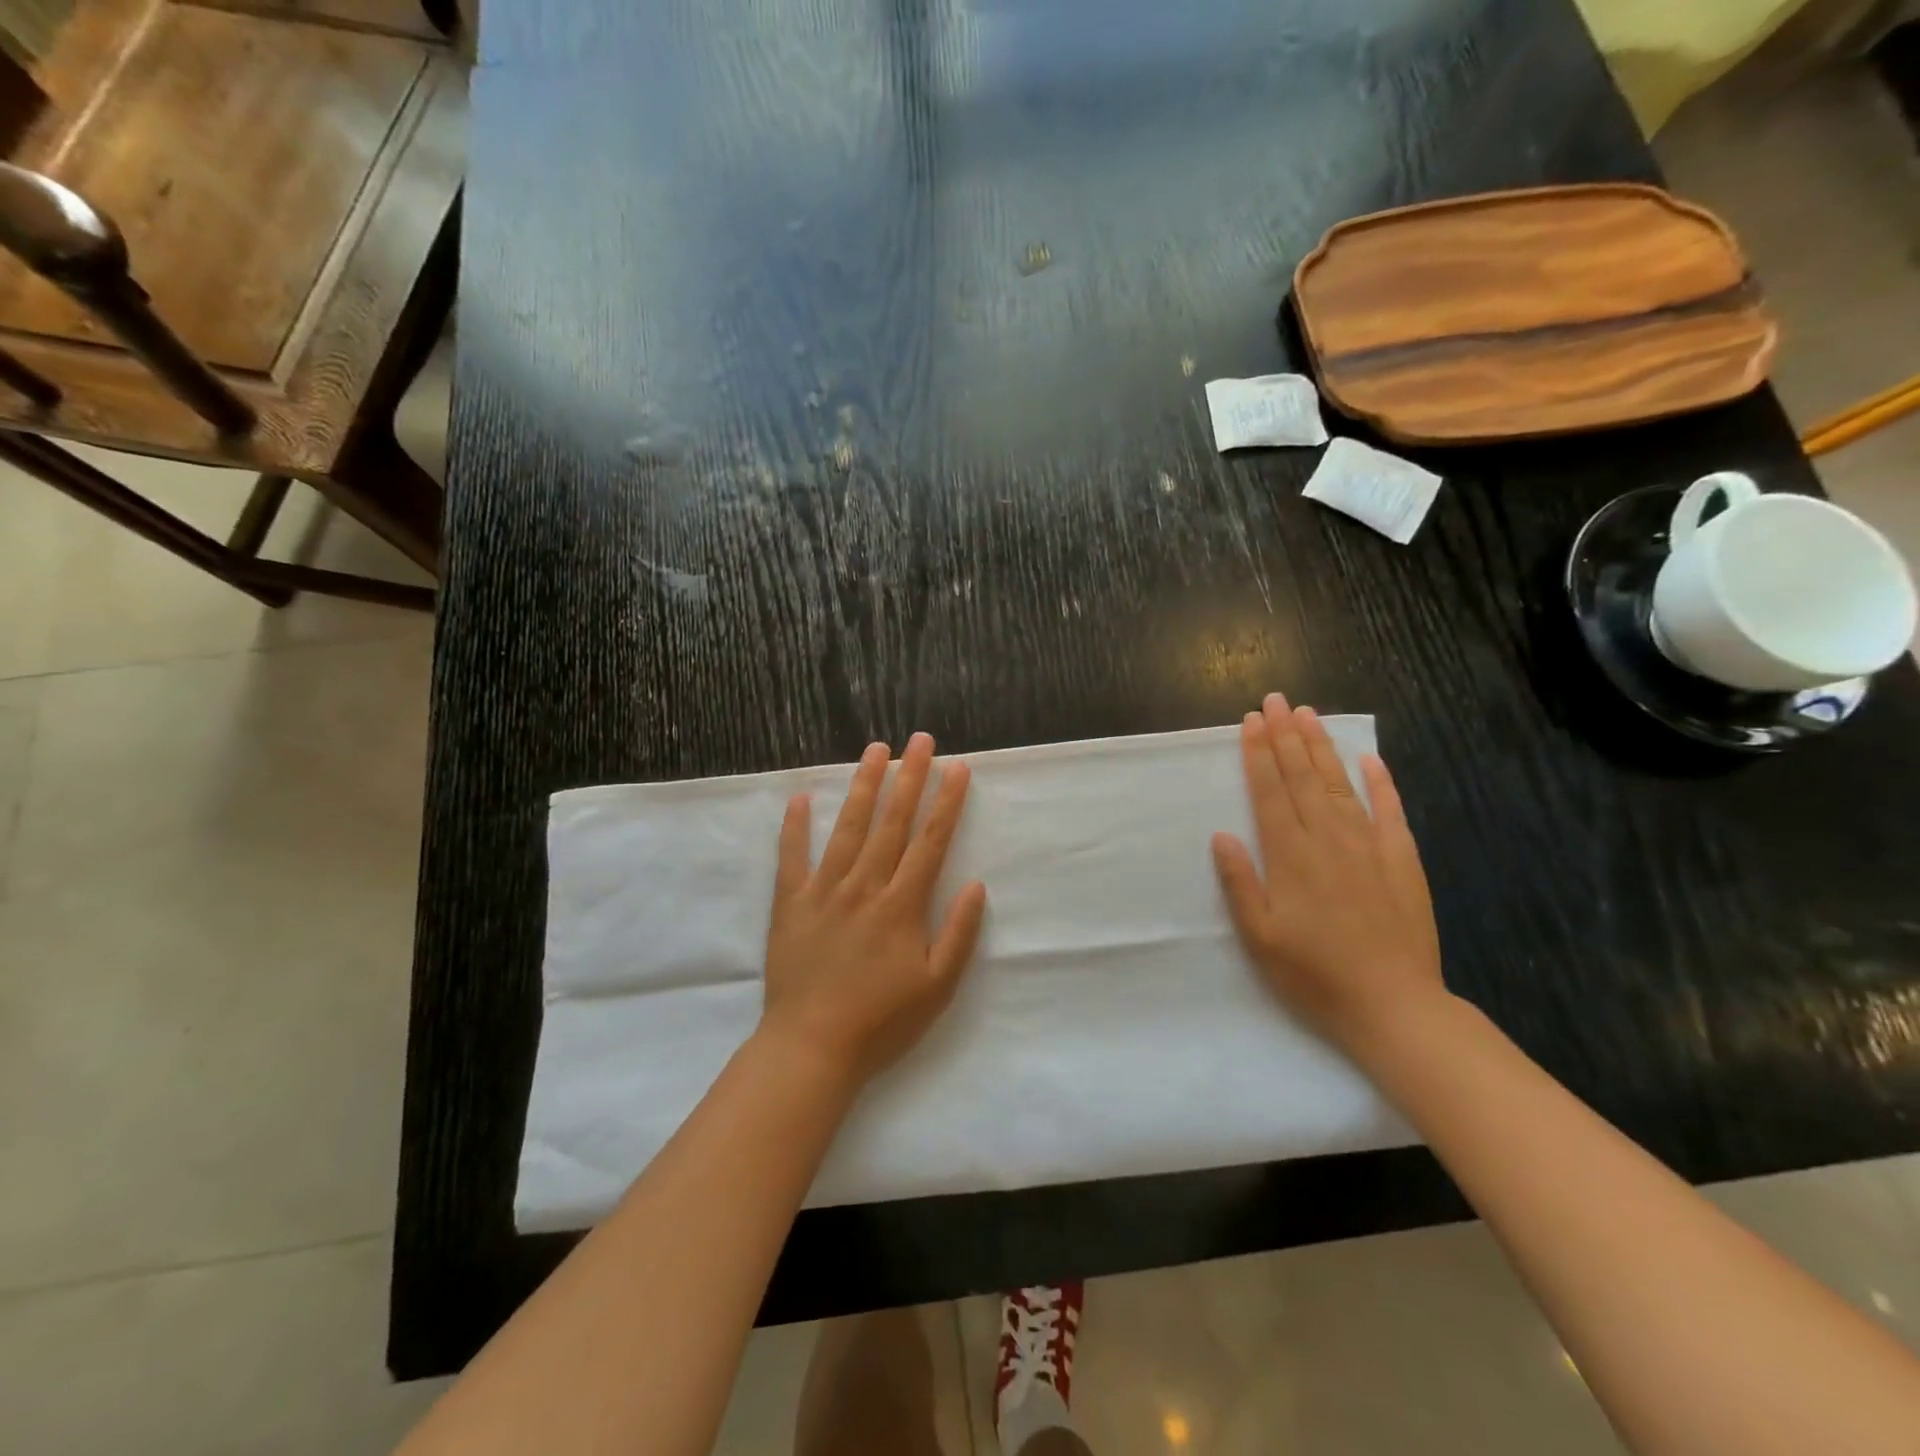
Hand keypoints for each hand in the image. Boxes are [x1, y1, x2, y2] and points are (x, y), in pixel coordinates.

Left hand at [760, 732, 987, 1087]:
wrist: (811, 1048)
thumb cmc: (881, 1021)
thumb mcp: (938, 988)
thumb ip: (959, 934)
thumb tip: (976, 885)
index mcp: (902, 905)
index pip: (930, 842)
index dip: (946, 802)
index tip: (957, 768)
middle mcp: (865, 886)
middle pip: (892, 822)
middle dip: (909, 777)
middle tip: (920, 740)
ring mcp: (824, 891)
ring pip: (848, 828)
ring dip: (863, 786)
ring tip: (875, 750)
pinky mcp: (791, 904)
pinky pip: (792, 857)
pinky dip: (795, 827)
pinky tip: (801, 798)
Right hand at [1210, 694, 1445, 1059]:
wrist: (1394, 1005)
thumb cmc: (1314, 974)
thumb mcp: (1259, 937)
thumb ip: (1240, 883)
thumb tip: (1222, 834)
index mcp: (1290, 856)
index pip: (1270, 791)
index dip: (1258, 754)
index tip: (1252, 722)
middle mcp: (1328, 839)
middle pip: (1302, 777)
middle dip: (1286, 736)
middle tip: (1276, 701)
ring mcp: (1369, 846)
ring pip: (1339, 783)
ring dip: (1321, 747)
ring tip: (1308, 715)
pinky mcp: (1402, 859)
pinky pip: (1390, 809)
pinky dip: (1380, 781)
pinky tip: (1369, 759)